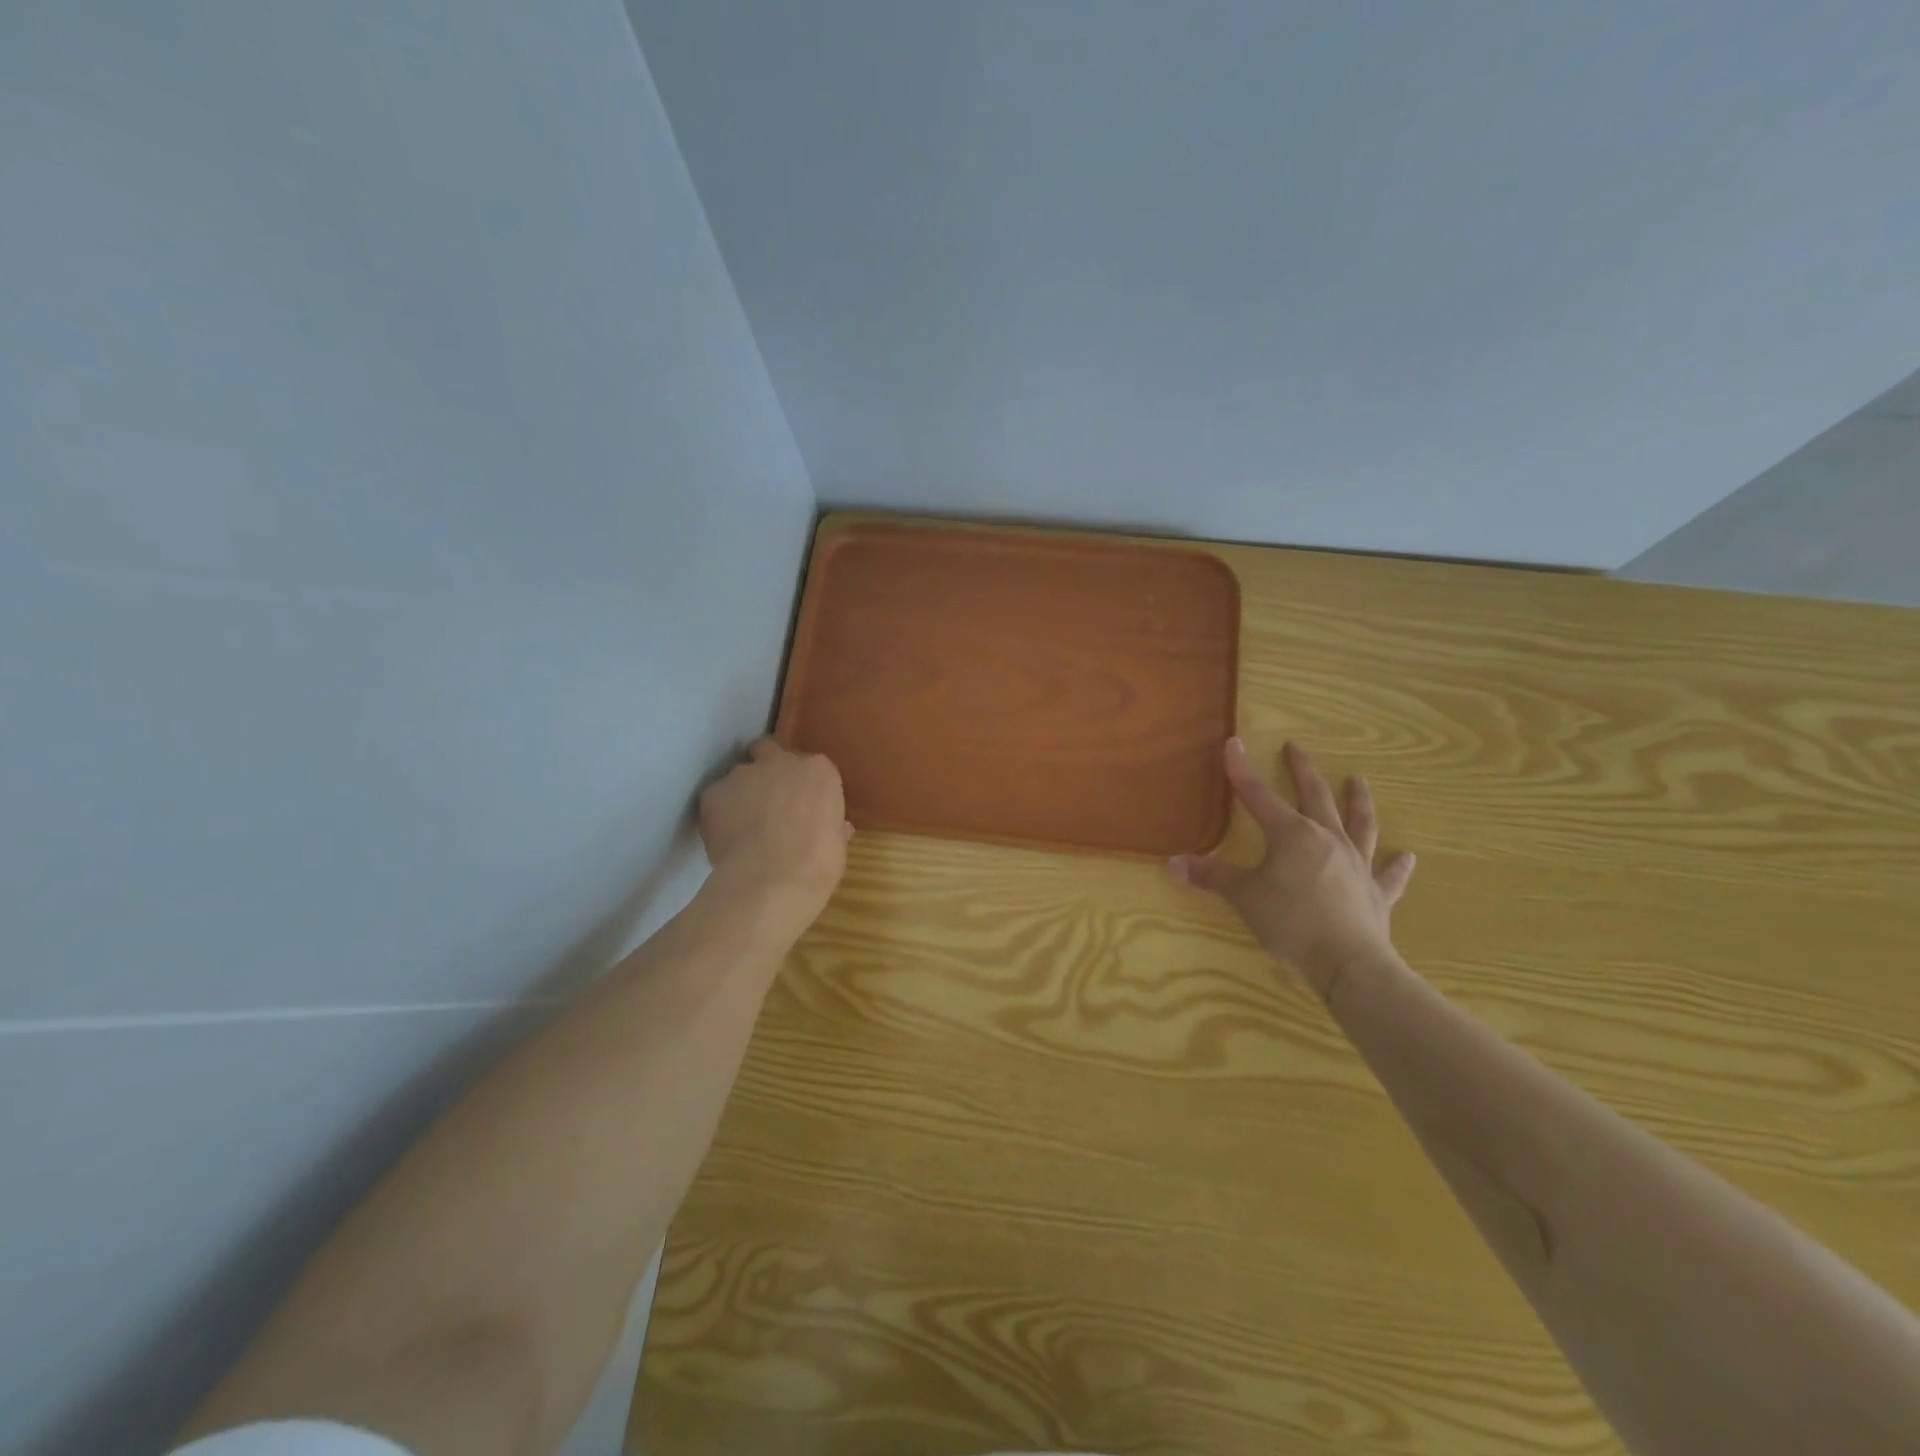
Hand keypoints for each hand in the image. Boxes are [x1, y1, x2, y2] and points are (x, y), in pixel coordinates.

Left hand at [699, 738, 850, 933]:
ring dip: (741, 794)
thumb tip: (837, 828)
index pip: (810, 767)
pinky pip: (716, 799)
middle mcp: (780, 761)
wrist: (772, 881)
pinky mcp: (713, 793)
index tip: (802, 805)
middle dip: (765, 768)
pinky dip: (719, 814)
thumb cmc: (817, 863)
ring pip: (739, 777)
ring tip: (743, 828)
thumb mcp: (837, 843)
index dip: (802, 785)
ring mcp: (743, 774)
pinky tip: (726, 839)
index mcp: (818, 770)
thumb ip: (832, 825)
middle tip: (767, 800)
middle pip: (768, 751)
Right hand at [1169, 739, 1414, 999]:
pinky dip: (1398, 865)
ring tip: (1358, 781)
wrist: (1348, 962)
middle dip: (1303, 770)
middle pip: (1315, 796)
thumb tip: (1172, 863)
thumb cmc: (1290, 922)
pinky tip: (1408, 856)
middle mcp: (1327, 839)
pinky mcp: (1376, 893)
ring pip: (1360, 823)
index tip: (1233, 744)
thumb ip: (1210, 877)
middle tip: (1296, 748)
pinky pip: (1389, 874)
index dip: (1242, 771)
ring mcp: (1357, 864)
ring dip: (1358, 801)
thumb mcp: (1243, 896)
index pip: (1258, 795)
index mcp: (1292, 834)